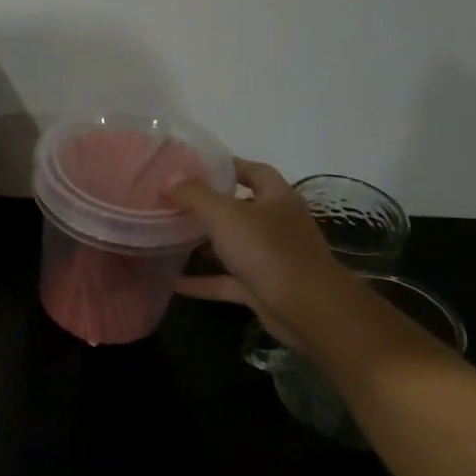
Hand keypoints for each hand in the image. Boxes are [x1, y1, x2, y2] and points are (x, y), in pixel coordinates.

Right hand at [170, 160, 358, 351]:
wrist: (306, 308)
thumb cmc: (268, 251)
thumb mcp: (225, 215)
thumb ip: (195, 196)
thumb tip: (170, 180)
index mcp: (277, 198)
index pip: (254, 171)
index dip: (227, 167)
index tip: (193, 168)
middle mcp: (277, 224)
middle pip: (240, 209)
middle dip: (208, 207)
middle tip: (172, 204)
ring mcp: (270, 258)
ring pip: (232, 246)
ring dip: (204, 244)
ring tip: (169, 239)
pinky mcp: (262, 287)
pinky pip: (226, 280)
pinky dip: (203, 281)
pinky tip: (175, 282)